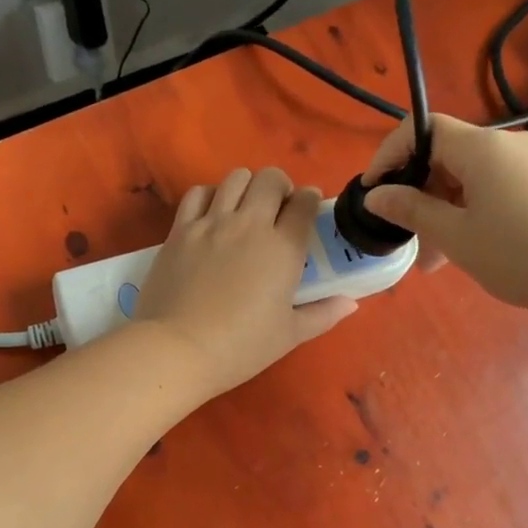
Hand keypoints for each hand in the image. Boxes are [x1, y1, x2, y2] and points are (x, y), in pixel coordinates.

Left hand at [135, 167, 357, 396]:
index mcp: (282, 248)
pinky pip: (197, 194)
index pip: (304, 204)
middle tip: (277, 208)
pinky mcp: (180, 230)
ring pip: (235, 178)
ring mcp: (211, 223)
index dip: (310, 200)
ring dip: (246, 186)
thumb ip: (322, 314)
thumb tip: (350, 303)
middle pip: (270, 179)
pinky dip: (209, 195)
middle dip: (280, 186)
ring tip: (244, 208)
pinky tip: (211, 214)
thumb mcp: (288, 336)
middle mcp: (249, 224)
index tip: (308, 209)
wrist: (177, 348)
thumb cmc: (240, 346)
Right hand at [362, 115, 527, 320]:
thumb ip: (411, 211)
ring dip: (447, 209)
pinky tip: (477, 248)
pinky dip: (477, 210)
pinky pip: (501, 187)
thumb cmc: (525, 255)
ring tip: (439, 260)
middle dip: (420, 194)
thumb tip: (375, 195)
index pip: (422, 129)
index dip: (389, 155)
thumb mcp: (457, 237)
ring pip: (475, 177)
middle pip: (448, 155)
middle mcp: (512, 142)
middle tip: (408, 240)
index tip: (372, 192)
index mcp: (483, 147)